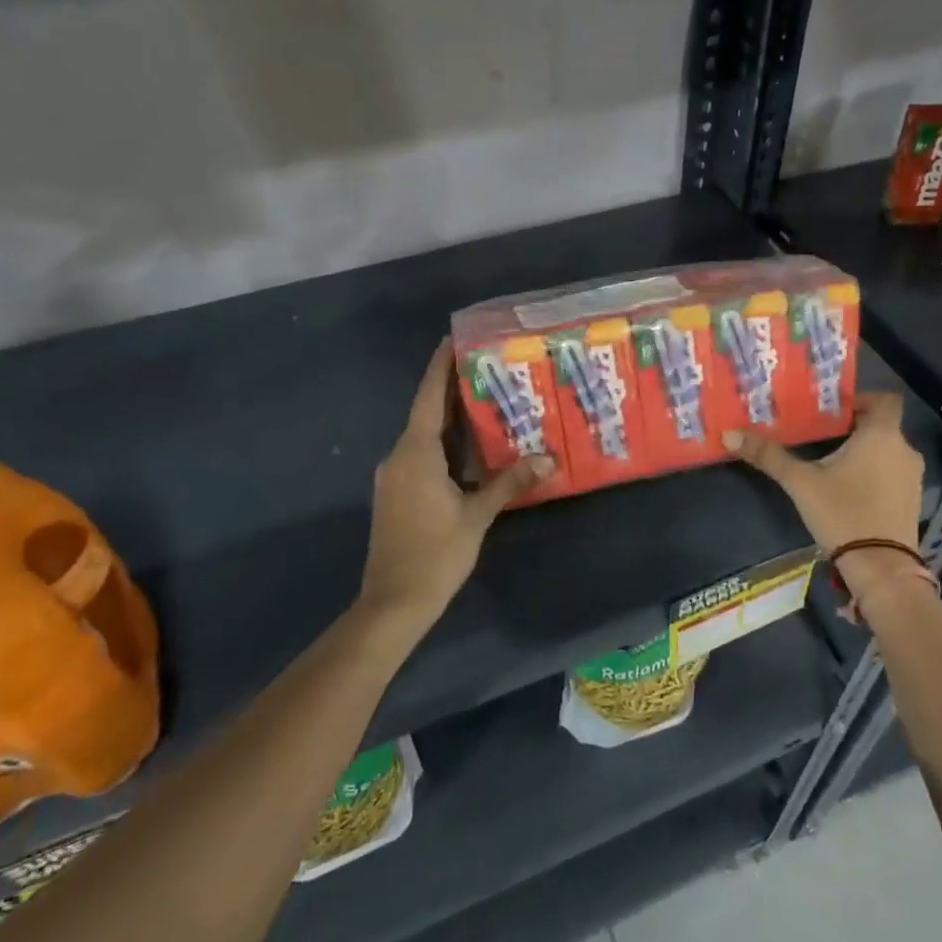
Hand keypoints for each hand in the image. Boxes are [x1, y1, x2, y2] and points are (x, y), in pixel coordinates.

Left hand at [359, 341, 549, 627]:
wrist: (393, 602)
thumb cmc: (436, 554)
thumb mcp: (477, 516)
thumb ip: (510, 482)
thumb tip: (547, 458)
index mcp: (415, 453)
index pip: (429, 397)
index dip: (440, 366)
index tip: (453, 339)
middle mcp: (399, 456)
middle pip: (427, 413)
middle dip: (454, 391)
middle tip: (488, 369)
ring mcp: (394, 476)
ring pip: (425, 437)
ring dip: (451, 420)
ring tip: (488, 403)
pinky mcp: (397, 494)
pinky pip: (422, 456)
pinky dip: (445, 445)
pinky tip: (471, 449)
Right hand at [724, 392, 924, 596]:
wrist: (881, 568)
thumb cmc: (843, 513)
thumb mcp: (800, 483)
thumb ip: (768, 456)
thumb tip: (730, 434)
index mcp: (881, 435)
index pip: (884, 400)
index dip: (861, 399)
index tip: (833, 410)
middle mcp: (904, 450)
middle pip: (881, 426)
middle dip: (852, 428)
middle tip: (819, 435)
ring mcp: (912, 477)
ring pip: (886, 451)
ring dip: (864, 453)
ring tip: (830, 463)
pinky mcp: (912, 501)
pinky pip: (892, 474)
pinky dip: (874, 474)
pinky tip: (848, 490)